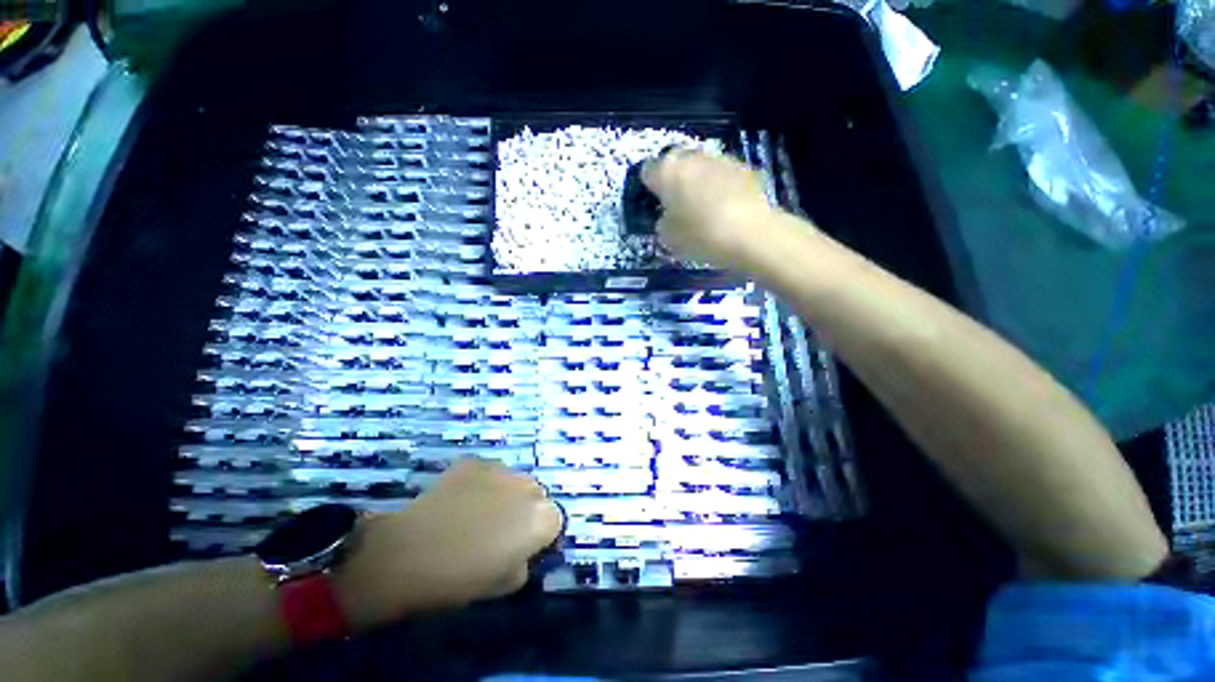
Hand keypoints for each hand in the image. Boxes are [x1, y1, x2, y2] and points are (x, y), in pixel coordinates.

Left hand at [334, 459, 561, 630]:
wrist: (408, 554)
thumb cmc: (459, 579)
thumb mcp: (504, 585)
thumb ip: (525, 562)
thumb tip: (524, 550)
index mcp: (541, 518)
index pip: (556, 521)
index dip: (541, 535)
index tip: (524, 547)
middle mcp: (529, 487)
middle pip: (537, 496)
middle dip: (526, 511)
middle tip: (500, 530)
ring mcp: (502, 469)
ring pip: (515, 481)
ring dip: (506, 494)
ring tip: (478, 513)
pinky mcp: (477, 461)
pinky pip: (489, 472)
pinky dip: (483, 484)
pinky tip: (461, 500)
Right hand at [641, 150, 776, 271]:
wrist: (751, 234)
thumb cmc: (701, 235)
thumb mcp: (668, 238)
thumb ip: (662, 222)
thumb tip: (668, 215)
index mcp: (667, 171)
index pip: (647, 171)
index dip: (649, 188)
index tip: (654, 204)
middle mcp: (691, 156)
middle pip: (675, 164)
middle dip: (674, 181)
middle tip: (677, 205)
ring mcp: (719, 158)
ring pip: (699, 167)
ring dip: (697, 181)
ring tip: (703, 207)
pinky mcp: (743, 166)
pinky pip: (721, 174)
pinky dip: (719, 186)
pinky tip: (725, 207)